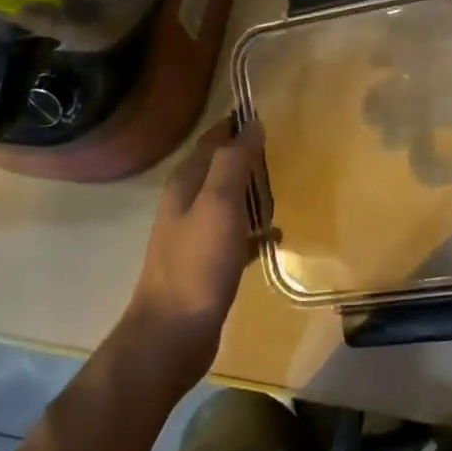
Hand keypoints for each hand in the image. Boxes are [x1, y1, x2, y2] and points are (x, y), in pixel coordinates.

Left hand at [120, 118, 264, 389]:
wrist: (171, 336)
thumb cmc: (198, 264)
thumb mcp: (219, 204)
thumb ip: (234, 160)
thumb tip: (251, 123)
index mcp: (185, 183)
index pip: (212, 140)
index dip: (235, 125)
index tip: (265, 114)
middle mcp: (186, 204)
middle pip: (219, 168)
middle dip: (246, 155)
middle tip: (279, 149)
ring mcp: (194, 236)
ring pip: (227, 200)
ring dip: (250, 191)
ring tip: (280, 186)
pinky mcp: (207, 265)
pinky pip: (236, 234)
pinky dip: (254, 228)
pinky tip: (275, 235)